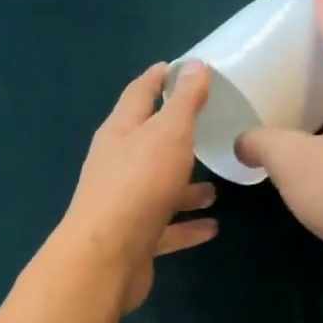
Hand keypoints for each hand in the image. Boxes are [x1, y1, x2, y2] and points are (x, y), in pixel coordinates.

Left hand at [60, 62, 218, 311]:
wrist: (107, 257)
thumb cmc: (138, 184)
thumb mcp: (168, 133)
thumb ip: (184, 101)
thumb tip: (195, 64)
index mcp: (120, 133)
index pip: (139, 94)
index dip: (159, 78)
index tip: (180, 67)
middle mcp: (117, 166)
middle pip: (148, 145)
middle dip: (177, 138)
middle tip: (208, 130)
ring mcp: (124, 205)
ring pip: (159, 189)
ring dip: (186, 188)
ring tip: (216, 189)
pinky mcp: (134, 240)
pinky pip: (166, 228)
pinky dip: (187, 226)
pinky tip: (212, 227)